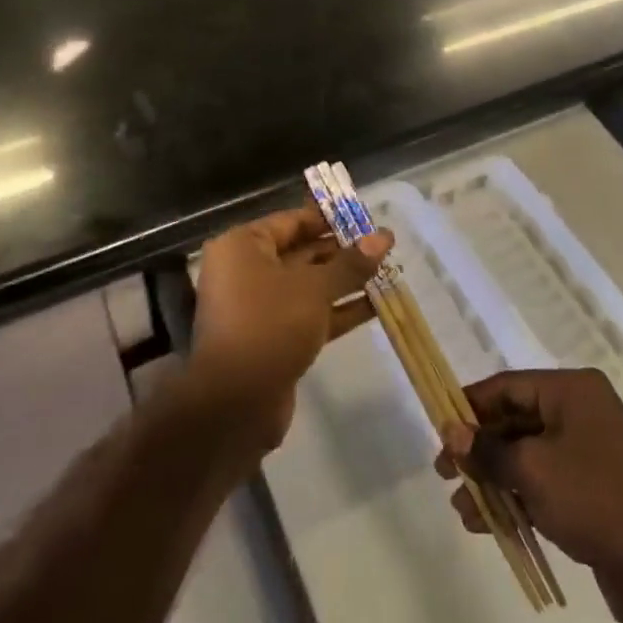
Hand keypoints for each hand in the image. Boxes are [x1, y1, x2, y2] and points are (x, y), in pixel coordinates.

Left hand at [189, 203, 391, 451]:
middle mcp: (246, 271)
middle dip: (342, 251)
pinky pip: (309, 315)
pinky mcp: (273, 339)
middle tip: (383, 246)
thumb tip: (384, 237)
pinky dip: (337, 310)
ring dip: (344, 281)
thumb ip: (350, 263)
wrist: (235, 404)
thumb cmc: (269, 324)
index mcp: (243, 246)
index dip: (329, 219)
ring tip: (387, 271)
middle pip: (301, 252)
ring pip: (308, 286)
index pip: (291, 221)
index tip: (365, 218)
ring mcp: (259, 308)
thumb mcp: (314, 288)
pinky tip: (375, 305)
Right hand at [436, 369, 622, 611]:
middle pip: (516, 420)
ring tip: (461, 509)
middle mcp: (582, 410)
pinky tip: (486, 523)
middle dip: (479, 449)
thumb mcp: (532, 470)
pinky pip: (543, 479)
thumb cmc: (593, 500)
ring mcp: (589, 449)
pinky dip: (516, 495)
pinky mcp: (592, 486)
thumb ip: (487, 449)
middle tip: (444, 472)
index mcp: (573, 390)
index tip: (439, 428)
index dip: (470, 406)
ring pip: (526, 454)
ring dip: (493, 478)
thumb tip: (450, 430)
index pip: (508, 386)